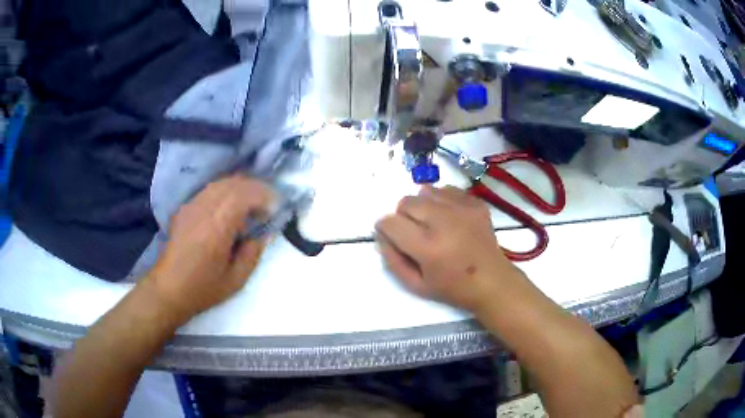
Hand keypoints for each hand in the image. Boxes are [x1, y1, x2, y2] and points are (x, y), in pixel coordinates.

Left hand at [146, 175, 273, 320]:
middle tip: (269, 203)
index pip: (244, 194)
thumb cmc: (203, 288)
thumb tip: (265, 232)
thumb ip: (253, 253)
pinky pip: (210, 190)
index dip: (265, 195)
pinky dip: (226, 191)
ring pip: (221, 182)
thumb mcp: (236, 280)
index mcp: (217, 226)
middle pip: (234, 183)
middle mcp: (203, 208)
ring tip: (252, 204)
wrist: (168, 288)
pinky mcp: (185, 208)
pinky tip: (231, 207)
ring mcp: (192, 205)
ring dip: (241, 188)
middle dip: (256, 188)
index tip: (277, 206)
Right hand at [375, 186, 521, 312]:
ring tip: (431, 223)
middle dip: (402, 216)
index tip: (390, 234)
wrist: (493, 281)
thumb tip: (381, 235)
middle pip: (406, 202)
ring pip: (425, 191)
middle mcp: (444, 222)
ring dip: (421, 206)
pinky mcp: (475, 203)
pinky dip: (441, 200)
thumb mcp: (416, 285)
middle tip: (413, 232)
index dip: (384, 227)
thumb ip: (393, 260)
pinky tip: (449, 218)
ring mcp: (462, 209)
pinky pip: (447, 190)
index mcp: (428, 247)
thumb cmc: (453, 288)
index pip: (391, 223)